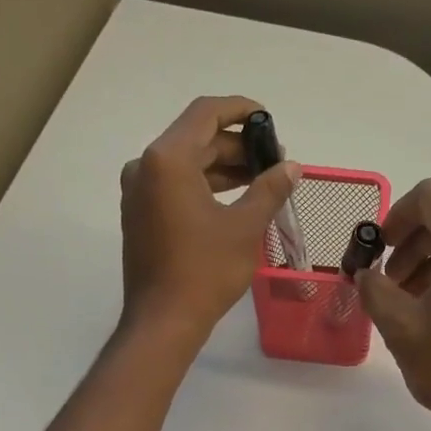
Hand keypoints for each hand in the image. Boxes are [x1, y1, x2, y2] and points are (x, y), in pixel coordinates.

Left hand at [119, 96, 300, 341]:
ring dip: (223, 167)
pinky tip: (235, 200)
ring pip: (187, 163)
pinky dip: (205, 185)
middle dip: (237, 146)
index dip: (241, 110)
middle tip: (274, 162)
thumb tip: (292, 167)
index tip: (269, 121)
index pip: (206, 113)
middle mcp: (146, 166)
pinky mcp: (141, 214)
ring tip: (262, 180)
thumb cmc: (205, 271)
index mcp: (168, 159)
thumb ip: (269, 190)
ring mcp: (139, 191)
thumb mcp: (245, 228)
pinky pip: (175, 185)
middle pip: (196, 138)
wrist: (164, 320)